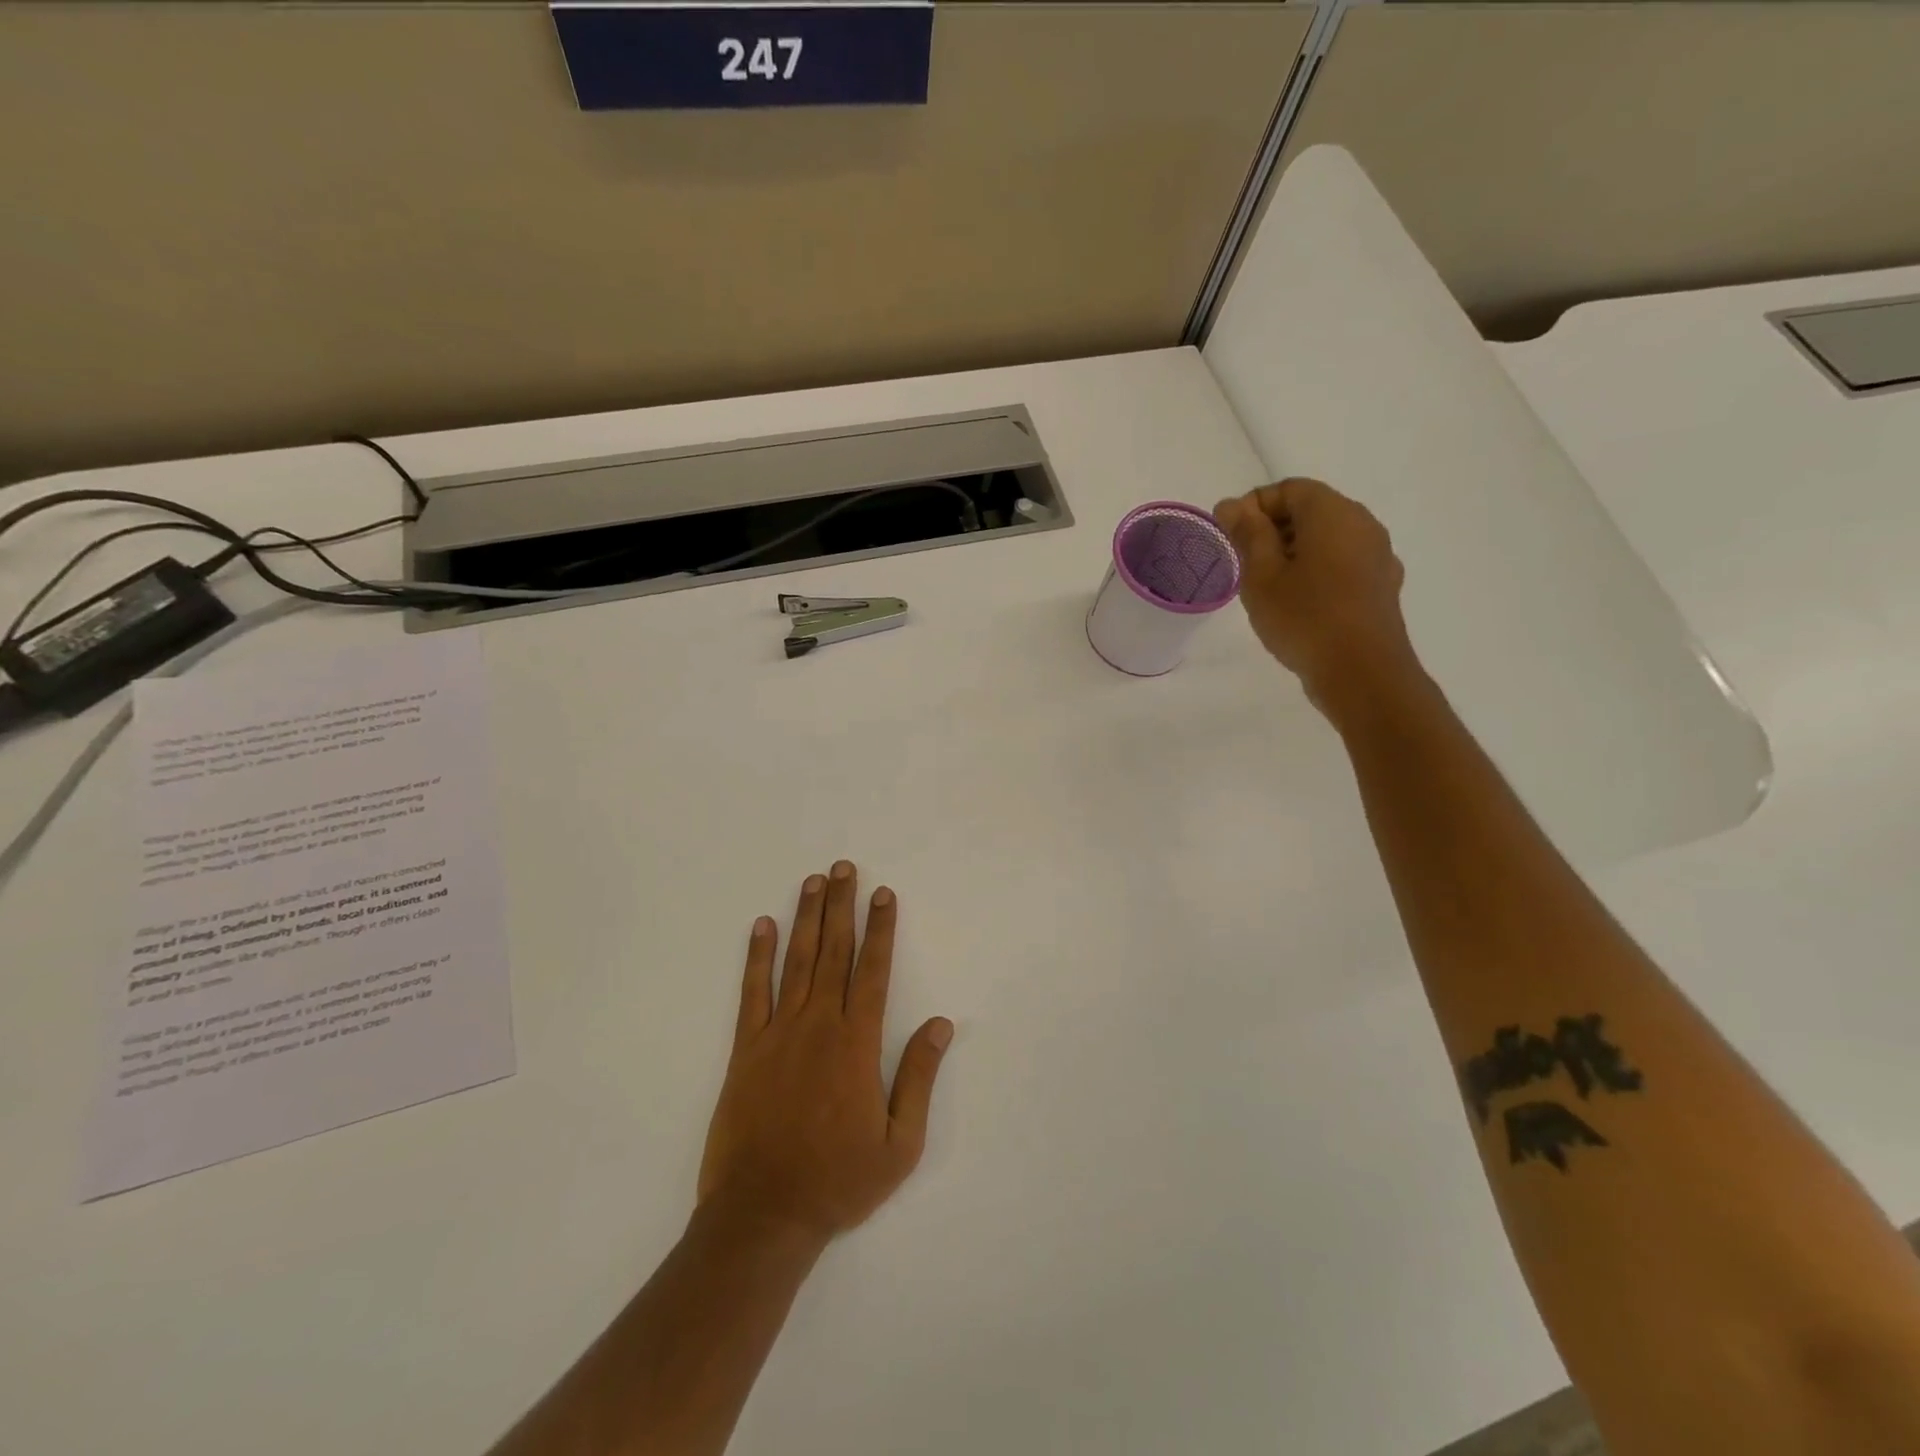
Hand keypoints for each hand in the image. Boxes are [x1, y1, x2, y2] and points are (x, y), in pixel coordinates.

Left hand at [697, 862, 953, 1245]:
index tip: (883, 895)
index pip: (874, 970)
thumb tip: (942, 1024)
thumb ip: (919, 1077)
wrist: (763, 1215)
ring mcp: (779, 1033)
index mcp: (857, 1043)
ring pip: (797, 961)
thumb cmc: (838, 1181)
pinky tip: (762, 926)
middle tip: (844, 868)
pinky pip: (752, 992)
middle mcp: (819, 1025)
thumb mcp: (900, 1143)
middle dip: (842, 906)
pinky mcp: (746, 1049)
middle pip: (835, 952)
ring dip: (806, 918)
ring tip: (813, 882)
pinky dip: (758, 956)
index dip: (881, 929)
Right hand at [1214, 478, 1419, 718]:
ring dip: (1293, 552)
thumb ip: (1247, 535)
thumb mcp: (1261, 576)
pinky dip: (1316, 571)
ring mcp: (1377, 556)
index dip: (1253, 506)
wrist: (1362, 673)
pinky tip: (1298, 603)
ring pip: (1327, 539)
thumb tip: (1232, 505)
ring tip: (1266, 587)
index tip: (1228, 536)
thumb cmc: (1304, 619)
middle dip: (1272, 529)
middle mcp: (1362, 524)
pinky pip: (1342, 564)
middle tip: (1242, 563)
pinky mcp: (1381, 586)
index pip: (1289, 488)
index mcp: (1332, 513)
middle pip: (1311, 510)